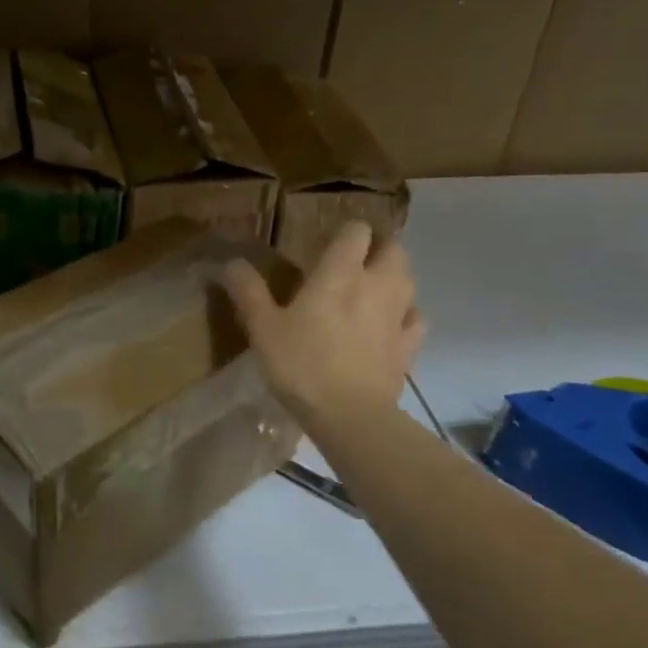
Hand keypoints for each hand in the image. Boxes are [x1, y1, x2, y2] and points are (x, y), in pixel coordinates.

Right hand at [222, 222, 425, 434]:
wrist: (350, 416)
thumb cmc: (302, 364)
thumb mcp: (262, 327)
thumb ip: (248, 291)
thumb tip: (232, 263)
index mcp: (340, 272)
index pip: (357, 231)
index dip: (346, 232)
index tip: (330, 241)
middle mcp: (376, 284)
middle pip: (393, 250)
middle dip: (377, 249)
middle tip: (353, 262)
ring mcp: (398, 316)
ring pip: (407, 280)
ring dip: (393, 278)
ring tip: (370, 290)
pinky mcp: (408, 346)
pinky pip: (415, 318)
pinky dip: (405, 314)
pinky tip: (388, 325)